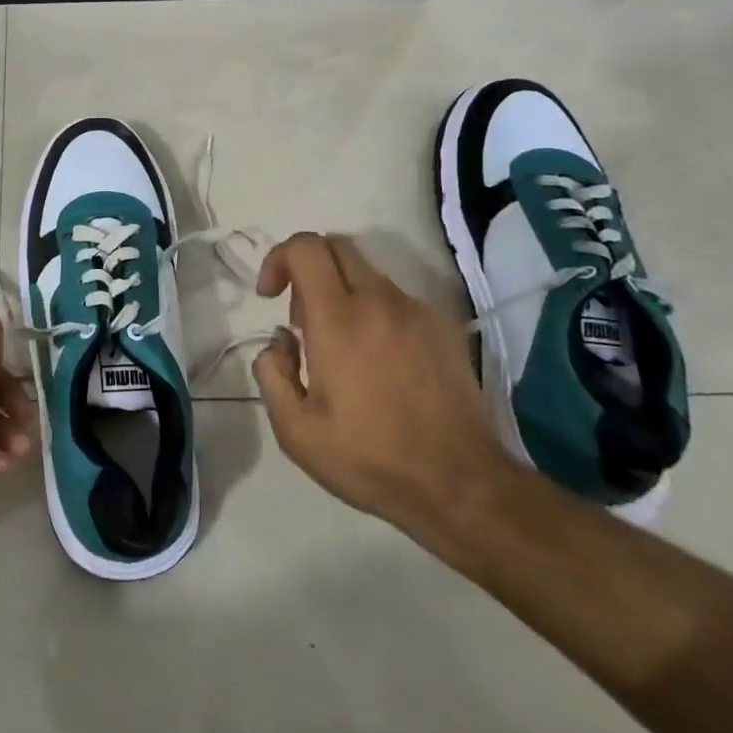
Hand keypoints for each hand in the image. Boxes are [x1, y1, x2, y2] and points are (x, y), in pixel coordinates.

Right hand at [251, 233, 511, 536]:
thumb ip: (272, 373)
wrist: (462, 485)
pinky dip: (374, 311)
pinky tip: (378, 361)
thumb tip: (280, 341)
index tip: (270, 297)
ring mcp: (417, 312)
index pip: (306, 248)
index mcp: (339, 320)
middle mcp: (380, 302)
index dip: (278, 258)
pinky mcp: (444, 328)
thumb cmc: (370, 459)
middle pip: (337, 246)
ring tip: (339, 348)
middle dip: (307, 267)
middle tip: (302, 319)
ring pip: (368, 273)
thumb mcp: (296, 431)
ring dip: (341, 292)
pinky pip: (396, 299)